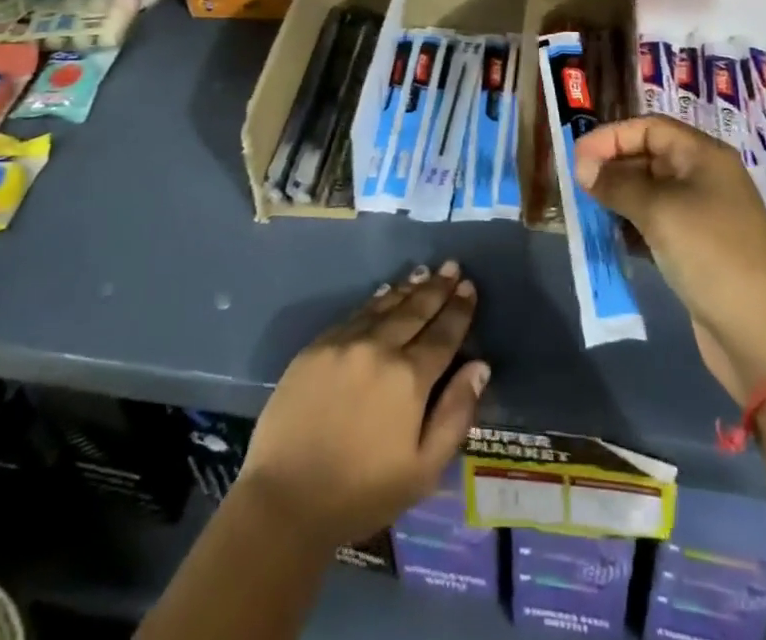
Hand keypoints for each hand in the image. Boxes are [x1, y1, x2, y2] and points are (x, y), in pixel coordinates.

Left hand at [237, 261, 490, 548]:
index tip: (469, 286)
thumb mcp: (423, 470)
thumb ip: (455, 414)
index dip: (459, 309)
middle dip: (436, 288)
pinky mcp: (317, 347)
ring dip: (408, 288)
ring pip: (385, 306)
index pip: (443, 334)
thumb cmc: (362, 493)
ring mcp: (345, 343)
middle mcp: (379, 348)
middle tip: (451, 266)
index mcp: (409, 378)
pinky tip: (385, 293)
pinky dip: (375, 300)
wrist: (285, 500)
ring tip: (425, 272)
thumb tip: (480, 366)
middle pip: (415, 311)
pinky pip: (355, 314)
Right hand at [574, 117, 765, 402]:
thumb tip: (581, 167)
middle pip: (649, 155)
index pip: (650, 128)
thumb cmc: (710, 255)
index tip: (577, 157)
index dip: (611, 137)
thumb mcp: (659, 212)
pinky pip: (657, 221)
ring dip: (619, 196)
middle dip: (612, 166)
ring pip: (650, 190)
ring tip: (589, 210)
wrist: (760, 333)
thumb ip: (616, 184)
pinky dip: (632, 223)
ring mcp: (704, 213)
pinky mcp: (698, 246)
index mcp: (705, 156)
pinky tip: (612, 237)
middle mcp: (706, 177)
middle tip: (578, 186)